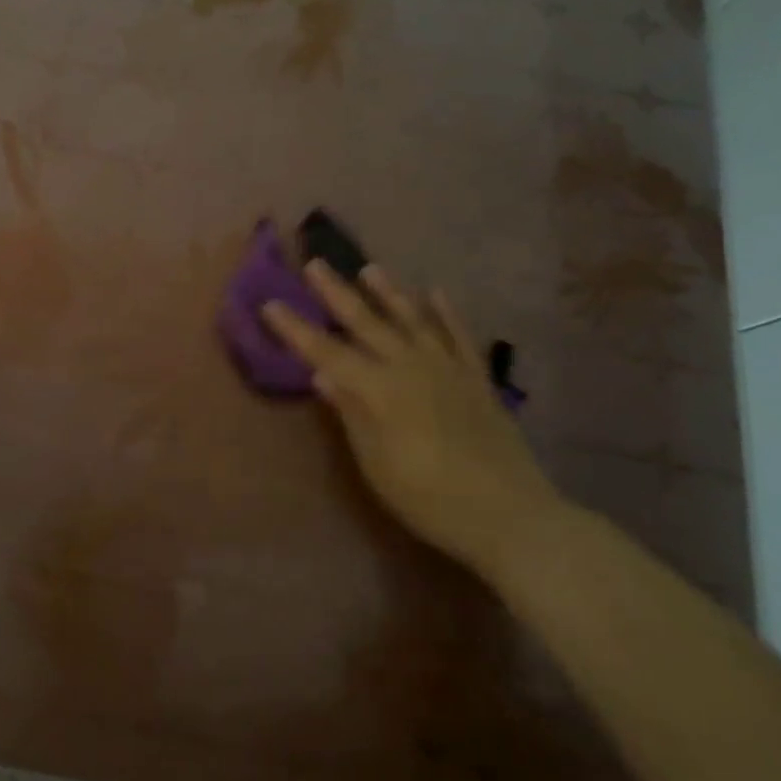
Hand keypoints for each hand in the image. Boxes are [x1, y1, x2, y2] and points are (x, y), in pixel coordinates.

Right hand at [264, 262, 568, 578]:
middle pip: (366, 323)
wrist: (509, 515)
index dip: (296, 329)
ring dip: (389, 293)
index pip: (326, 352)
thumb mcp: (376, 464)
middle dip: (336, 294)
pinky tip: (436, 293)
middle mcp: (410, 367)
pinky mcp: (477, 379)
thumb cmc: (428, 498)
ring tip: (370, 269)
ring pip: (413, 320)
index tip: (271, 303)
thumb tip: (321, 374)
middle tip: (315, 264)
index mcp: (379, 389)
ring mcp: (447, 369)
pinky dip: (447, 313)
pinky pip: (459, 336)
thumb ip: (350, 414)